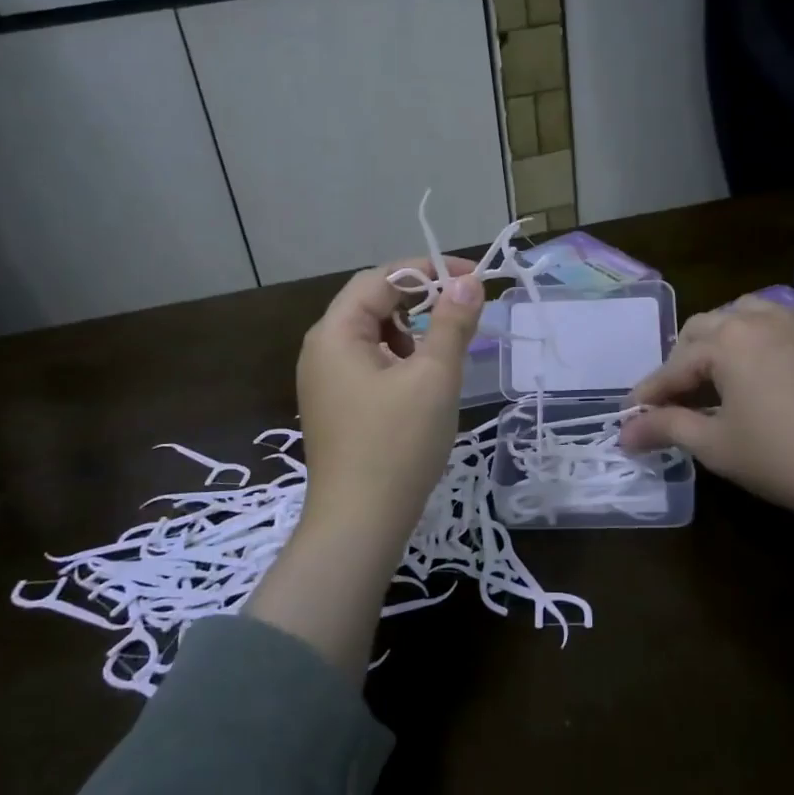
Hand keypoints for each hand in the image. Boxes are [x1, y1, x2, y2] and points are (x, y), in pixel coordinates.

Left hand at [296, 258, 484, 547]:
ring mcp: (324, 380)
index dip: (428, 270)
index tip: (472, 278)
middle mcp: (321, 348)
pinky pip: (369, 363)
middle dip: (420, 299)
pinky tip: (422, 381)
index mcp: (335, 332)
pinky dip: (399, 358)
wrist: (359, 524)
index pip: (381, 278)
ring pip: (372, 334)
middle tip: (463, 309)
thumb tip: (468, 282)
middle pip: (372, 302)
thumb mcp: (434, 377)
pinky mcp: (335, 405)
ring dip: (411, 329)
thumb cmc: (398, 444)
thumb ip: (453, 322)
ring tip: (445, 350)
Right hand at [620, 292, 793, 527]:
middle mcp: (761, 320)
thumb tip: (625, 433)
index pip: (675, 366)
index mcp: (726, 343)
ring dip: (729, 332)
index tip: (632, 416)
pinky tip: (789, 336)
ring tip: (724, 364)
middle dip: (684, 360)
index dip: (650, 393)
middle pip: (706, 328)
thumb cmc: (782, 459)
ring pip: (752, 309)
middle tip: (676, 397)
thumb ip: (667, 428)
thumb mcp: (716, 445)